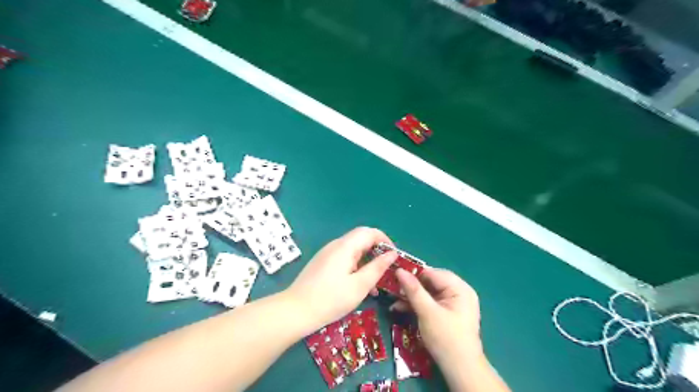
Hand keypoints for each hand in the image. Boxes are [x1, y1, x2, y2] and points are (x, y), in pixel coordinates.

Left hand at [285, 227, 395, 330]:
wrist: (296, 310)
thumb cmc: (331, 299)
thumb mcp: (360, 285)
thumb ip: (377, 267)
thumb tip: (392, 254)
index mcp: (345, 246)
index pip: (370, 232)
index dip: (385, 240)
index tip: (394, 256)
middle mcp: (336, 245)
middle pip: (361, 239)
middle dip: (377, 251)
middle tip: (387, 269)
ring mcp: (327, 253)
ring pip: (353, 250)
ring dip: (367, 261)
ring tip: (376, 282)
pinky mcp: (322, 263)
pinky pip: (344, 258)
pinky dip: (356, 266)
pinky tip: (359, 285)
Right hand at [392, 267, 483, 366]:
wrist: (460, 370)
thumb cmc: (446, 339)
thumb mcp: (427, 313)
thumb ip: (414, 290)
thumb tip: (399, 270)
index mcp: (459, 288)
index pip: (432, 273)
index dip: (413, 273)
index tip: (394, 276)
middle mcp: (458, 292)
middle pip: (430, 282)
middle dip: (411, 286)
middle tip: (393, 289)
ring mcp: (453, 303)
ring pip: (428, 292)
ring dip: (411, 296)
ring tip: (393, 299)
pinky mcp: (446, 312)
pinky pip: (430, 302)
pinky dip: (417, 305)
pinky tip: (400, 308)